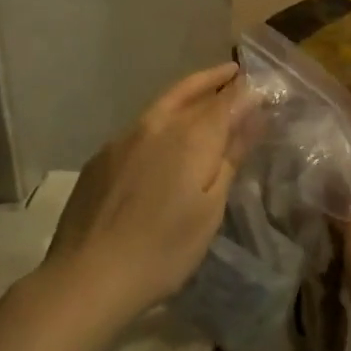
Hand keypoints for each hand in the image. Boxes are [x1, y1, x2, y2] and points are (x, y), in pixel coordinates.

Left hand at [39, 63, 256, 324]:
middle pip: (190, 90)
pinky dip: (163, 120)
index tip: (263, 84)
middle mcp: (156, 125)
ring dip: (189, 95)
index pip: (227, 98)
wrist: (87, 278)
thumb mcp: (211, 208)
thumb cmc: (164, 250)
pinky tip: (165, 139)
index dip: (247, 89)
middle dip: (216, 80)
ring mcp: (123, 138)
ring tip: (206, 97)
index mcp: (191, 136)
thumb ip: (231, 156)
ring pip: (163, 104)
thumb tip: (254, 115)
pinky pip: (141, 126)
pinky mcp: (101, 157)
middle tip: (235, 72)